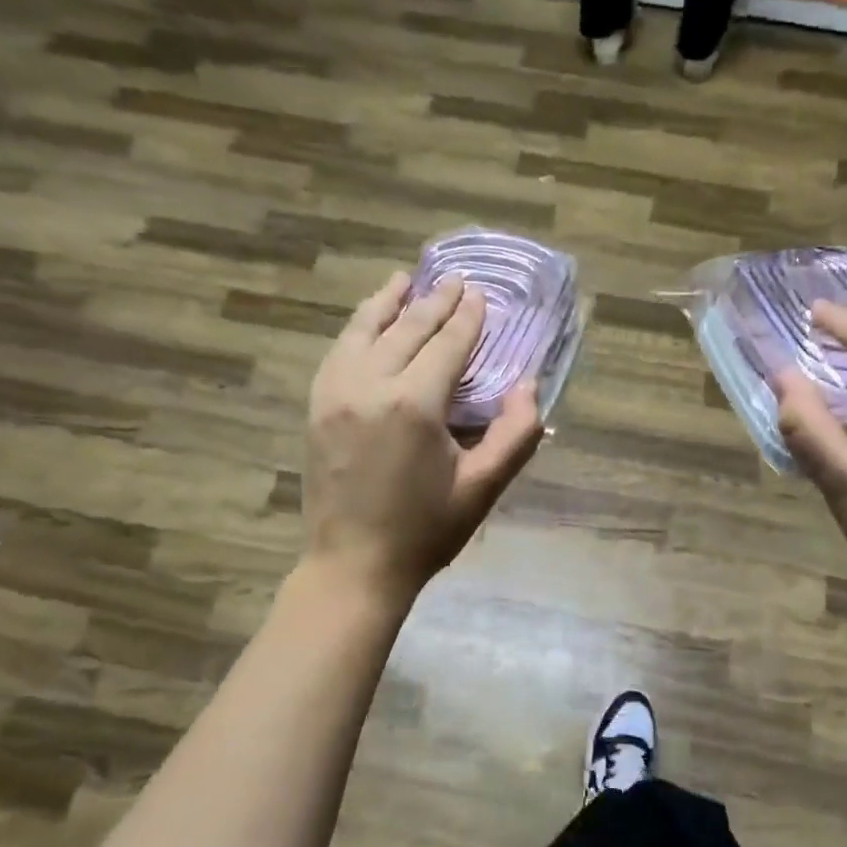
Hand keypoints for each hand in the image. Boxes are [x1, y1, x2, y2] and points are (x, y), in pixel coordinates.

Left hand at [303, 273, 543, 604]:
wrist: (353, 566)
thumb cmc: (425, 531)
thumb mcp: (483, 487)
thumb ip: (516, 434)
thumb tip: (530, 386)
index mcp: (413, 404)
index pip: (446, 344)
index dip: (466, 318)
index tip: (479, 295)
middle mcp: (369, 385)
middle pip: (406, 329)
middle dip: (434, 302)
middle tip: (454, 280)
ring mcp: (335, 393)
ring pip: (363, 331)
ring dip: (387, 303)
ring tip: (404, 281)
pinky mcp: (316, 407)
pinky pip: (338, 352)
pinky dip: (357, 329)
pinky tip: (367, 323)